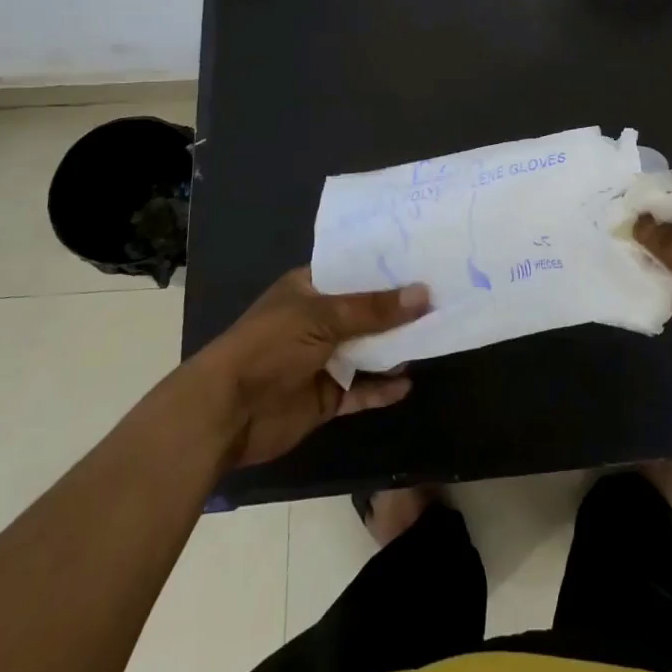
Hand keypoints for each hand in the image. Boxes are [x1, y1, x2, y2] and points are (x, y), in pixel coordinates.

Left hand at [190, 268, 427, 468]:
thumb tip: (424, 294)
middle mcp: (318, 320)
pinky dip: (382, 388)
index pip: (354, 270)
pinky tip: (407, 383)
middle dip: (400, 309)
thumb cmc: (270, 346)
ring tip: (436, 336)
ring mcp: (323, 359)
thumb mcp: (323, 317)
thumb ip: (374, 309)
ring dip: (395, 349)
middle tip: (444, 298)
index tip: (425, 260)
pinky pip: (361, 390)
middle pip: (367, 312)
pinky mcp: (326, 396)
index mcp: (310, 289)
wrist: (227, 412)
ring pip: (369, 350)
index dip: (386, 267)